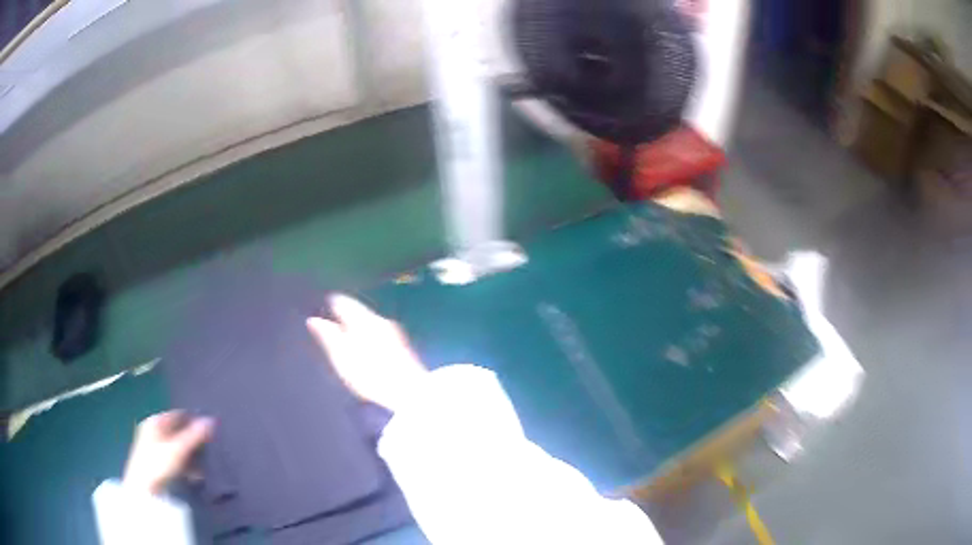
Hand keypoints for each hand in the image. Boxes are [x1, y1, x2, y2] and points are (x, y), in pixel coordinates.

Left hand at [123, 411, 213, 494]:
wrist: (144, 489)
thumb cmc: (158, 464)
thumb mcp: (178, 449)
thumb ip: (194, 435)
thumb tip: (211, 420)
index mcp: (155, 421)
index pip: (179, 415)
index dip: (194, 421)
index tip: (211, 432)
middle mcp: (153, 430)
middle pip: (178, 431)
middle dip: (194, 441)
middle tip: (210, 451)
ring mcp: (153, 446)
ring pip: (177, 446)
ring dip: (191, 456)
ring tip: (205, 468)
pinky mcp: (156, 462)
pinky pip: (175, 458)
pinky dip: (185, 465)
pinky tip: (195, 476)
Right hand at [307, 295, 427, 412]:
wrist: (411, 394)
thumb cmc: (371, 376)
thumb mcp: (342, 358)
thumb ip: (328, 336)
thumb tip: (313, 320)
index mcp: (365, 321)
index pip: (345, 303)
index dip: (333, 304)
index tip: (324, 304)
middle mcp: (381, 322)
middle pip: (360, 313)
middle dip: (347, 315)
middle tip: (333, 318)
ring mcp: (395, 335)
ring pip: (371, 324)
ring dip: (359, 327)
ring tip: (346, 334)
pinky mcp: (403, 350)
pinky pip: (380, 336)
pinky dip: (369, 339)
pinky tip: (366, 350)